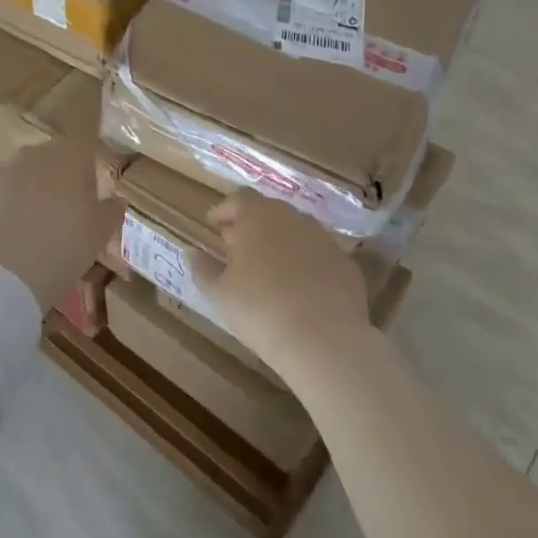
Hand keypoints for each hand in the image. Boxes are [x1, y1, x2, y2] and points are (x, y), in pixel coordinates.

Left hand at [0, 137, 123, 311]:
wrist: (6, 272)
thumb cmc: (66, 245)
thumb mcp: (101, 232)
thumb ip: (111, 210)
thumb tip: (115, 200)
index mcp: (70, 156)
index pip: (84, 138)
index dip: (87, 154)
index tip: (90, 174)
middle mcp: (34, 154)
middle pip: (50, 157)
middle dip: (56, 175)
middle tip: (63, 207)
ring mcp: (0, 170)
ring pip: (19, 174)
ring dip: (26, 190)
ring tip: (29, 224)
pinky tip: (3, 233)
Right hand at [195, 191, 371, 379]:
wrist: (323, 339)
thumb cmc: (259, 309)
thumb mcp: (219, 293)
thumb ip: (202, 268)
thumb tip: (191, 252)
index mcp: (259, 217)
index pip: (239, 198)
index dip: (224, 210)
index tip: (213, 225)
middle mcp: (294, 218)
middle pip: (269, 211)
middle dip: (250, 225)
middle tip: (235, 246)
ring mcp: (324, 239)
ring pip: (296, 231)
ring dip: (279, 242)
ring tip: (266, 268)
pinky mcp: (346, 264)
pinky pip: (318, 255)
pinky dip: (304, 263)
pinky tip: (298, 288)